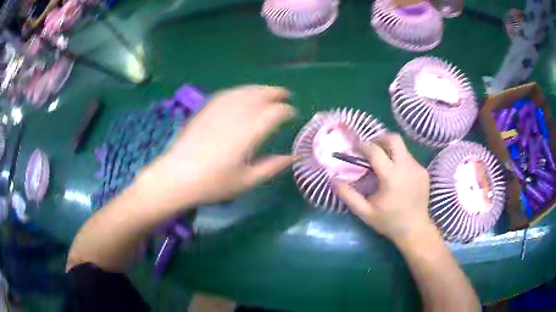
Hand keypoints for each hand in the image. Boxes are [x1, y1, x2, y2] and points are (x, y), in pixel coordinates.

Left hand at [139, 85, 295, 209]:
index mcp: (250, 132)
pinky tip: (242, 94)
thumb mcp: (246, 181)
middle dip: (276, 93)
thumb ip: (271, 167)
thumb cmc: (213, 183)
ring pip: (245, 90)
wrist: (177, 176)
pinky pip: (228, 93)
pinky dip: (241, 90)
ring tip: (268, 91)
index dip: (287, 111)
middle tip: (286, 95)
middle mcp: (237, 114)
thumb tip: (292, 157)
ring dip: (260, 89)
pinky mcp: (206, 108)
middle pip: (261, 95)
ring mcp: (219, 109)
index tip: (293, 114)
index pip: (275, 113)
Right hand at [335, 133, 437, 244]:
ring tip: (383, 166)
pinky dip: (399, 161)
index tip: (356, 150)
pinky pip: (409, 158)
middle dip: (379, 139)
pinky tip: (396, 176)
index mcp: (391, 176)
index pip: (375, 150)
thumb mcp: (364, 212)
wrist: (415, 229)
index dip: (363, 146)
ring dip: (390, 151)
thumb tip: (333, 179)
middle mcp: (406, 167)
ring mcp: (417, 168)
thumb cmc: (389, 222)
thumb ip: (348, 195)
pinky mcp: (423, 172)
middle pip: (393, 139)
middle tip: (371, 150)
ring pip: (402, 148)